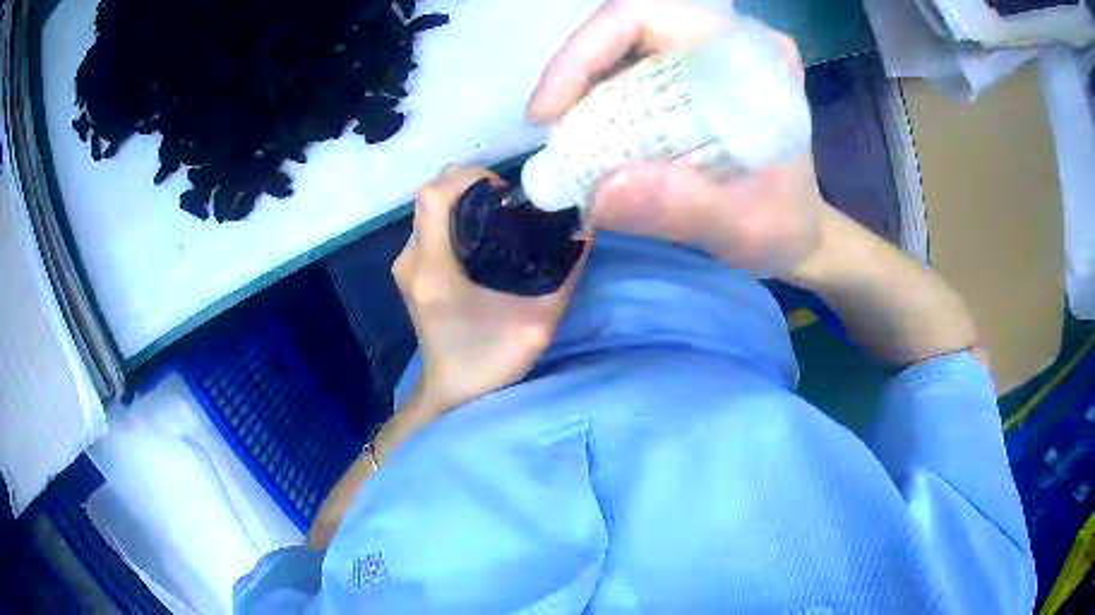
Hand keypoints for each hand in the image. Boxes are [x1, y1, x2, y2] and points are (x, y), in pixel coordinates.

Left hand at [392, 166, 588, 411]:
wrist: (452, 391)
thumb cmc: (489, 362)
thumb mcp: (537, 323)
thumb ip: (564, 276)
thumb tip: (586, 228)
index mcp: (434, 270)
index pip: (434, 196)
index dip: (468, 178)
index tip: (504, 191)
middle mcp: (412, 260)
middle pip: (430, 194)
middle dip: (469, 184)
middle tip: (507, 201)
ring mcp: (406, 264)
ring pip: (429, 208)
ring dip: (462, 199)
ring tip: (500, 215)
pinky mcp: (411, 270)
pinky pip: (429, 225)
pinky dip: (455, 216)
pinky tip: (483, 234)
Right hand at [527, 0, 825, 279]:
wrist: (796, 233)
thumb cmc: (782, 228)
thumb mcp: (742, 227)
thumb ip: (683, 208)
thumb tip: (599, 194)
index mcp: (750, 55)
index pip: (648, 16)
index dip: (585, 52)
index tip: (549, 112)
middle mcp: (726, 40)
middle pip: (626, 26)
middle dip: (577, 73)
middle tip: (553, 129)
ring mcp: (707, 54)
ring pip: (621, 46)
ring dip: (583, 88)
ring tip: (568, 137)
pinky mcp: (692, 73)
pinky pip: (629, 68)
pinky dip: (598, 99)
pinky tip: (591, 135)